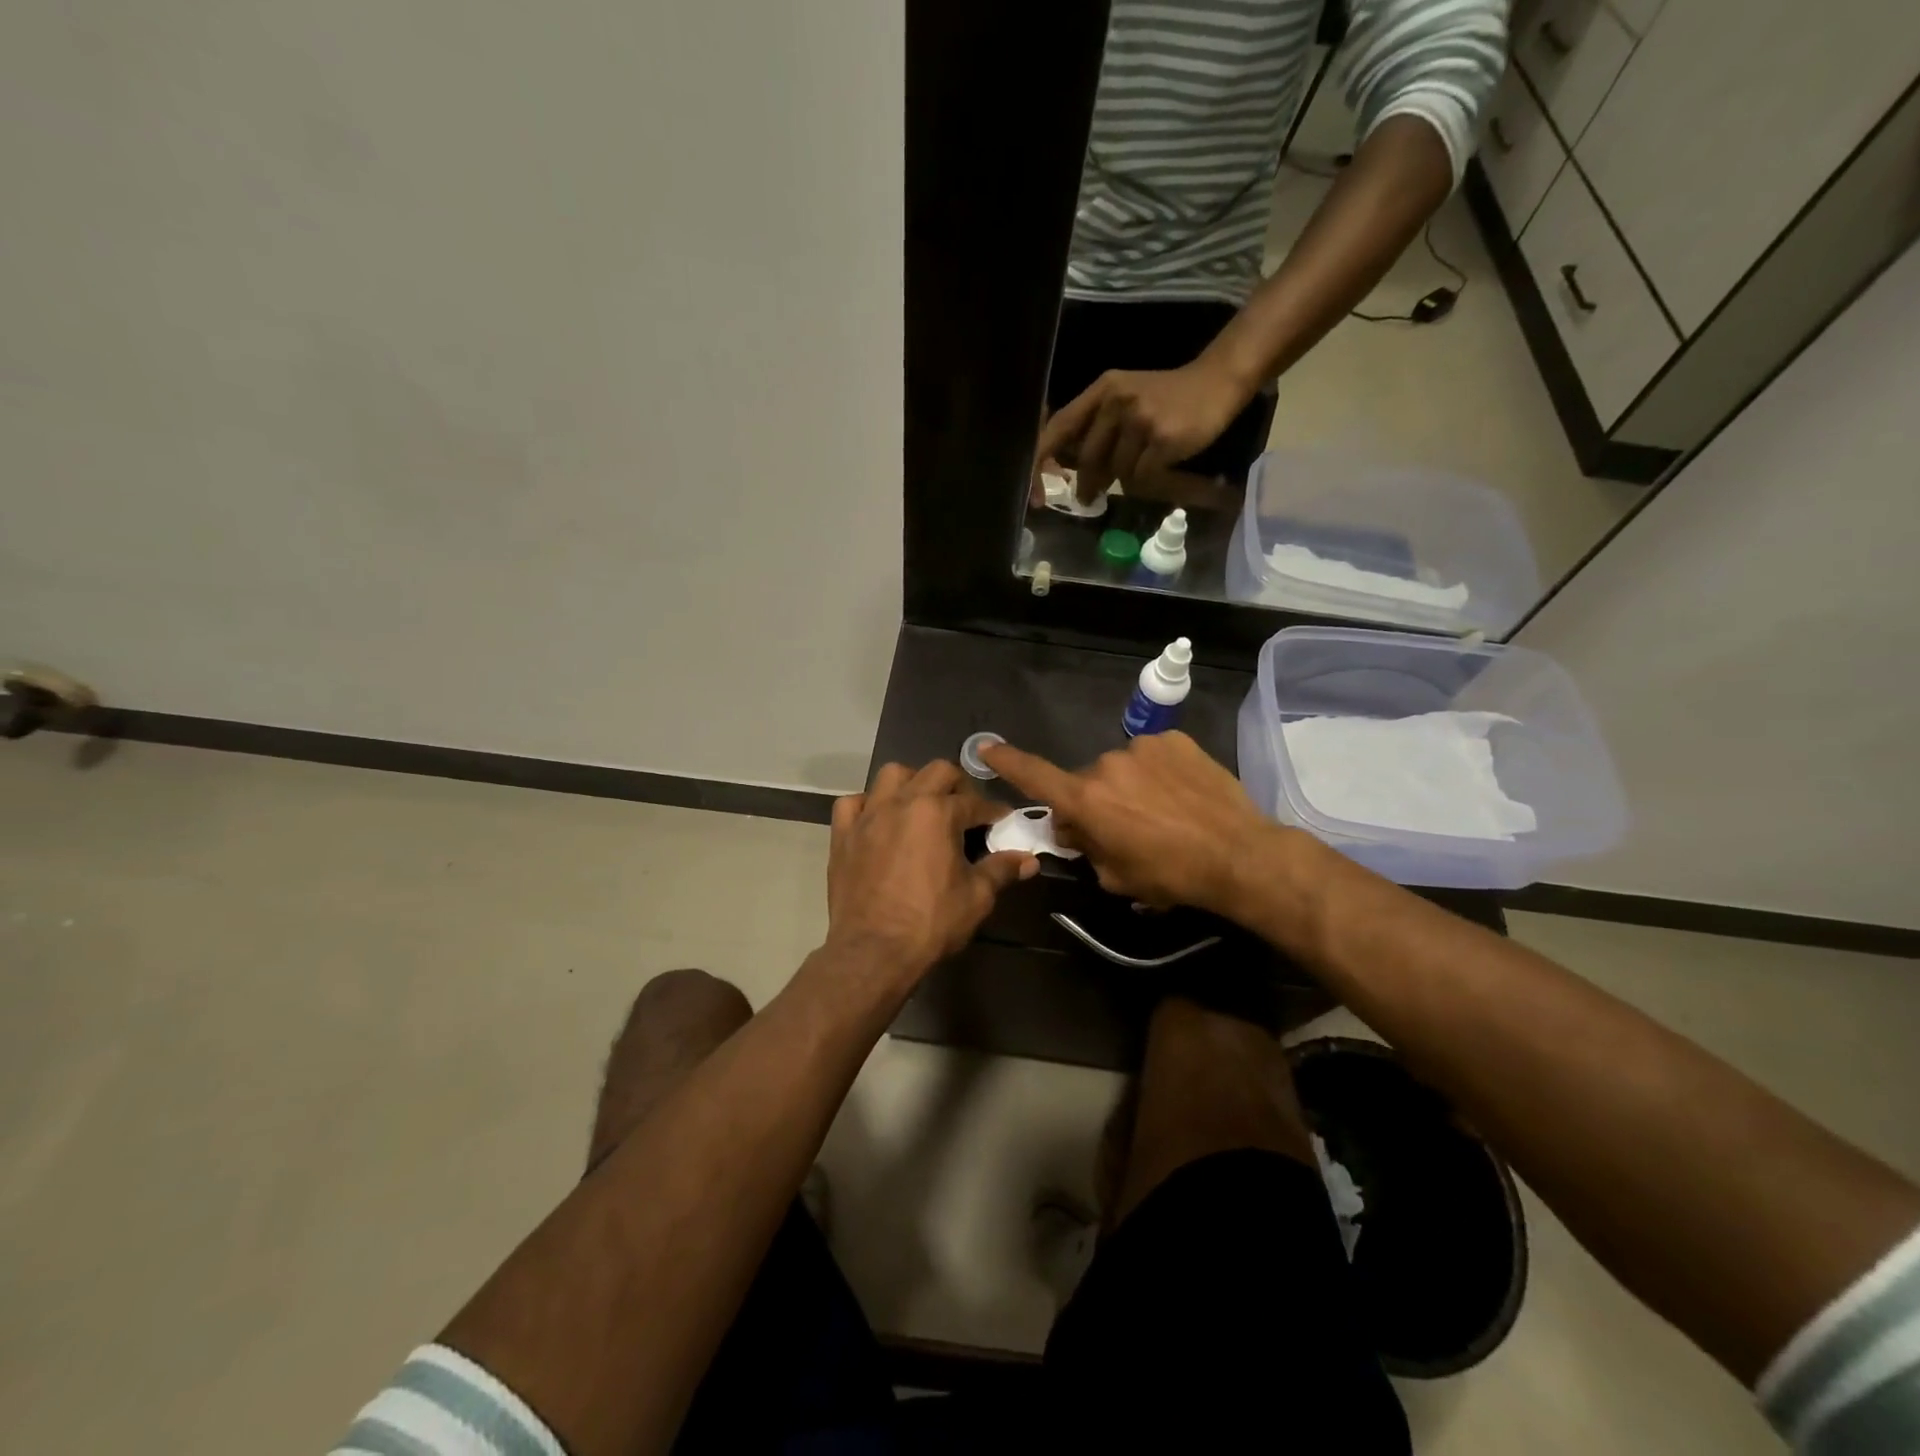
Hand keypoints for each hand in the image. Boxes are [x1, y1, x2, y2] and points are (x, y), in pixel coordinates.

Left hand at [825, 761, 1037, 985]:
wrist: (873, 951)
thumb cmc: (930, 922)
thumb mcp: (976, 897)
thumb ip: (1002, 870)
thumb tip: (1030, 860)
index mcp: (938, 812)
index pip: (975, 802)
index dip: (993, 812)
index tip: (1001, 822)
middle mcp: (902, 802)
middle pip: (937, 772)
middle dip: (957, 785)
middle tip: (965, 811)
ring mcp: (868, 815)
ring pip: (891, 775)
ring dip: (912, 783)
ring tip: (921, 806)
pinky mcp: (843, 834)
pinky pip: (852, 803)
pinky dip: (867, 804)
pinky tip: (878, 820)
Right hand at [980, 732, 1280, 912]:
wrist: (1240, 855)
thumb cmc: (1172, 876)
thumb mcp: (1117, 876)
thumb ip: (1087, 848)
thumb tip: (1074, 828)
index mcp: (1087, 800)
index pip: (1035, 776)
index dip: (1007, 762)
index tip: (985, 746)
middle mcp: (1106, 765)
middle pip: (1086, 782)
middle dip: (1095, 802)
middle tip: (1124, 829)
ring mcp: (1142, 748)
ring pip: (1121, 768)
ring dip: (1129, 786)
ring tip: (1163, 812)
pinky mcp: (1174, 740)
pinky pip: (1152, 756)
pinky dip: (1158, 772)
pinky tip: (1182, 794)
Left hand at [1038, 357, 1254, 502]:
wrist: (1218, 382)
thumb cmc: (1167, 399)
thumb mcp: (1125, 400)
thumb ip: (1097, 427)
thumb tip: (1069, 470)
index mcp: (1102, 390)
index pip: (1060, 427)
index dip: (1041, 462)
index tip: (1036, 493)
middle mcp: (1118, 400)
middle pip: (1088, 458)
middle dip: (1087, 483)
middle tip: (1088, 498)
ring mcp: (1141, 418)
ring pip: (1117, 471)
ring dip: (1127, 479)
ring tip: (1142, 468)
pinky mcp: (1163, 438)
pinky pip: (1141, 477)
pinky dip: (1148, 481)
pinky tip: (1161, 468)